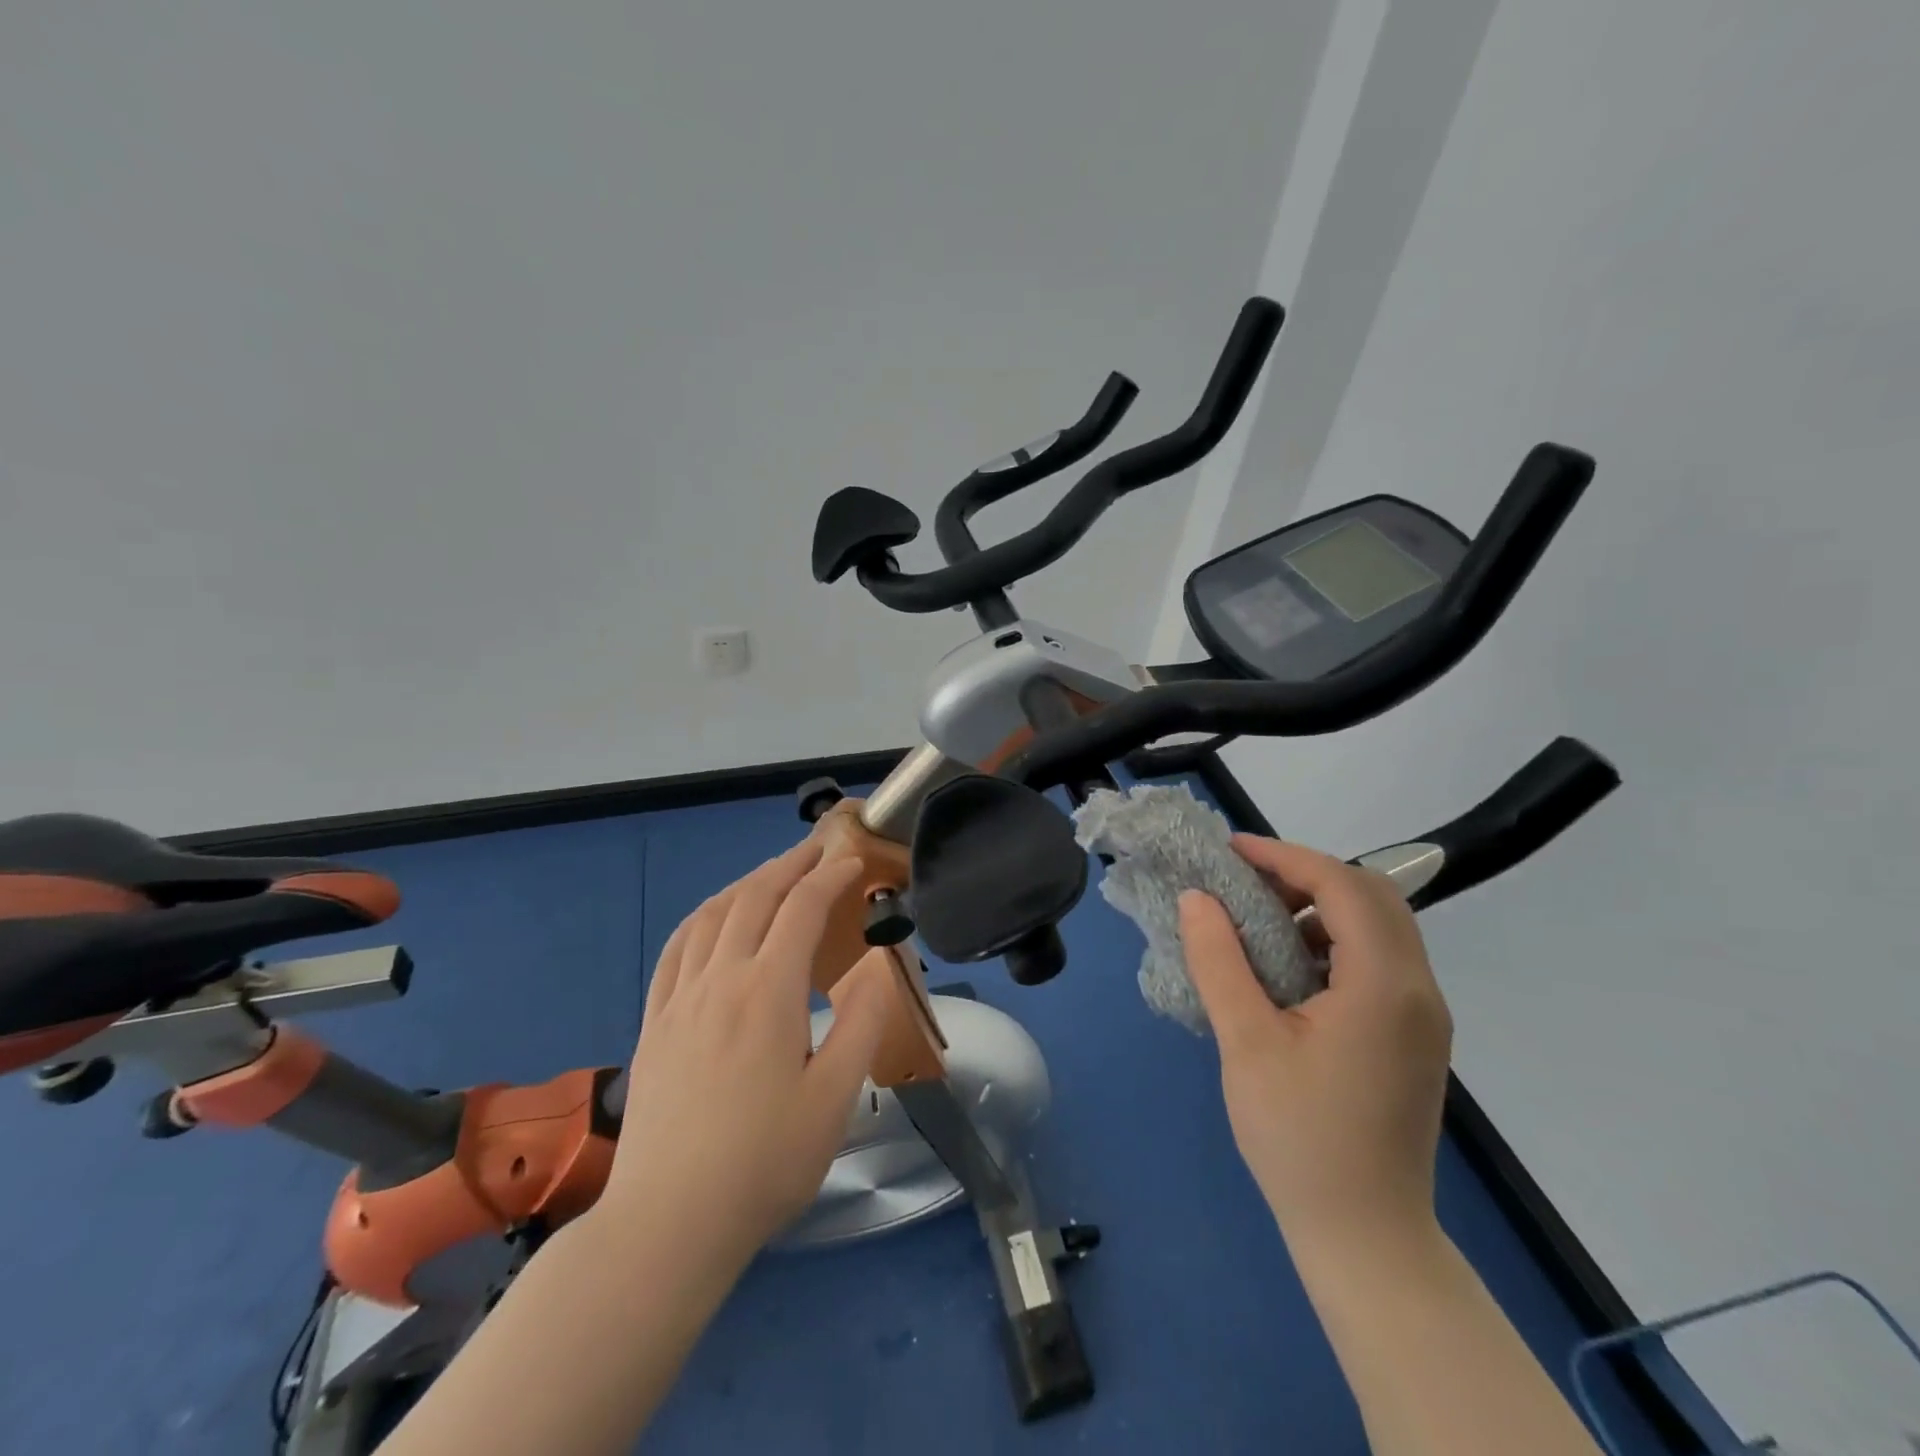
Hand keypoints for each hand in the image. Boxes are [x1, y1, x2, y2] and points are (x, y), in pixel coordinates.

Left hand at [599, 839, 887, 1269]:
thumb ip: (862, 1024)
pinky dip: (703, 916)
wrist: (668, 1222)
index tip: (853, 859)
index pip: (802, 908)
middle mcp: (721, 979)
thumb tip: (877, 966)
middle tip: (818, 847)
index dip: (830, 876)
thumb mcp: (835, 1099)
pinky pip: (677, 947)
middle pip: (754, 897)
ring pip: (712, 914)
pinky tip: (714, 917)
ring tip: (774, 873)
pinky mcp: (654, 1022)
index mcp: (769, 992)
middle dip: (790, 864)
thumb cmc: (764, 1163)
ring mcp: (679, 998)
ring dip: (748, 882)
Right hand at [1178, 835, 1452, 1252]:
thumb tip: (1196, 898)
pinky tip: (1289, 965)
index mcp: (1384, 985)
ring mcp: (1423, 1015)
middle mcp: (1418, 989)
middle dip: (1306, 874)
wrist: (1365, 1235)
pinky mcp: (1414, 1035)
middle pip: (1372, 895)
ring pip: (1380, 925)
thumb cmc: (1298, 1138)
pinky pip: (1380, 959)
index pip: (1342, 885)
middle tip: (1245, 880)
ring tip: (1261, 918)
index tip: (1231, 852)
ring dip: (1322, 905)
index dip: (1285, 857)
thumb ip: (1219, 961)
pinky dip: (1335, 939)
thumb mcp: (1245, 1042)